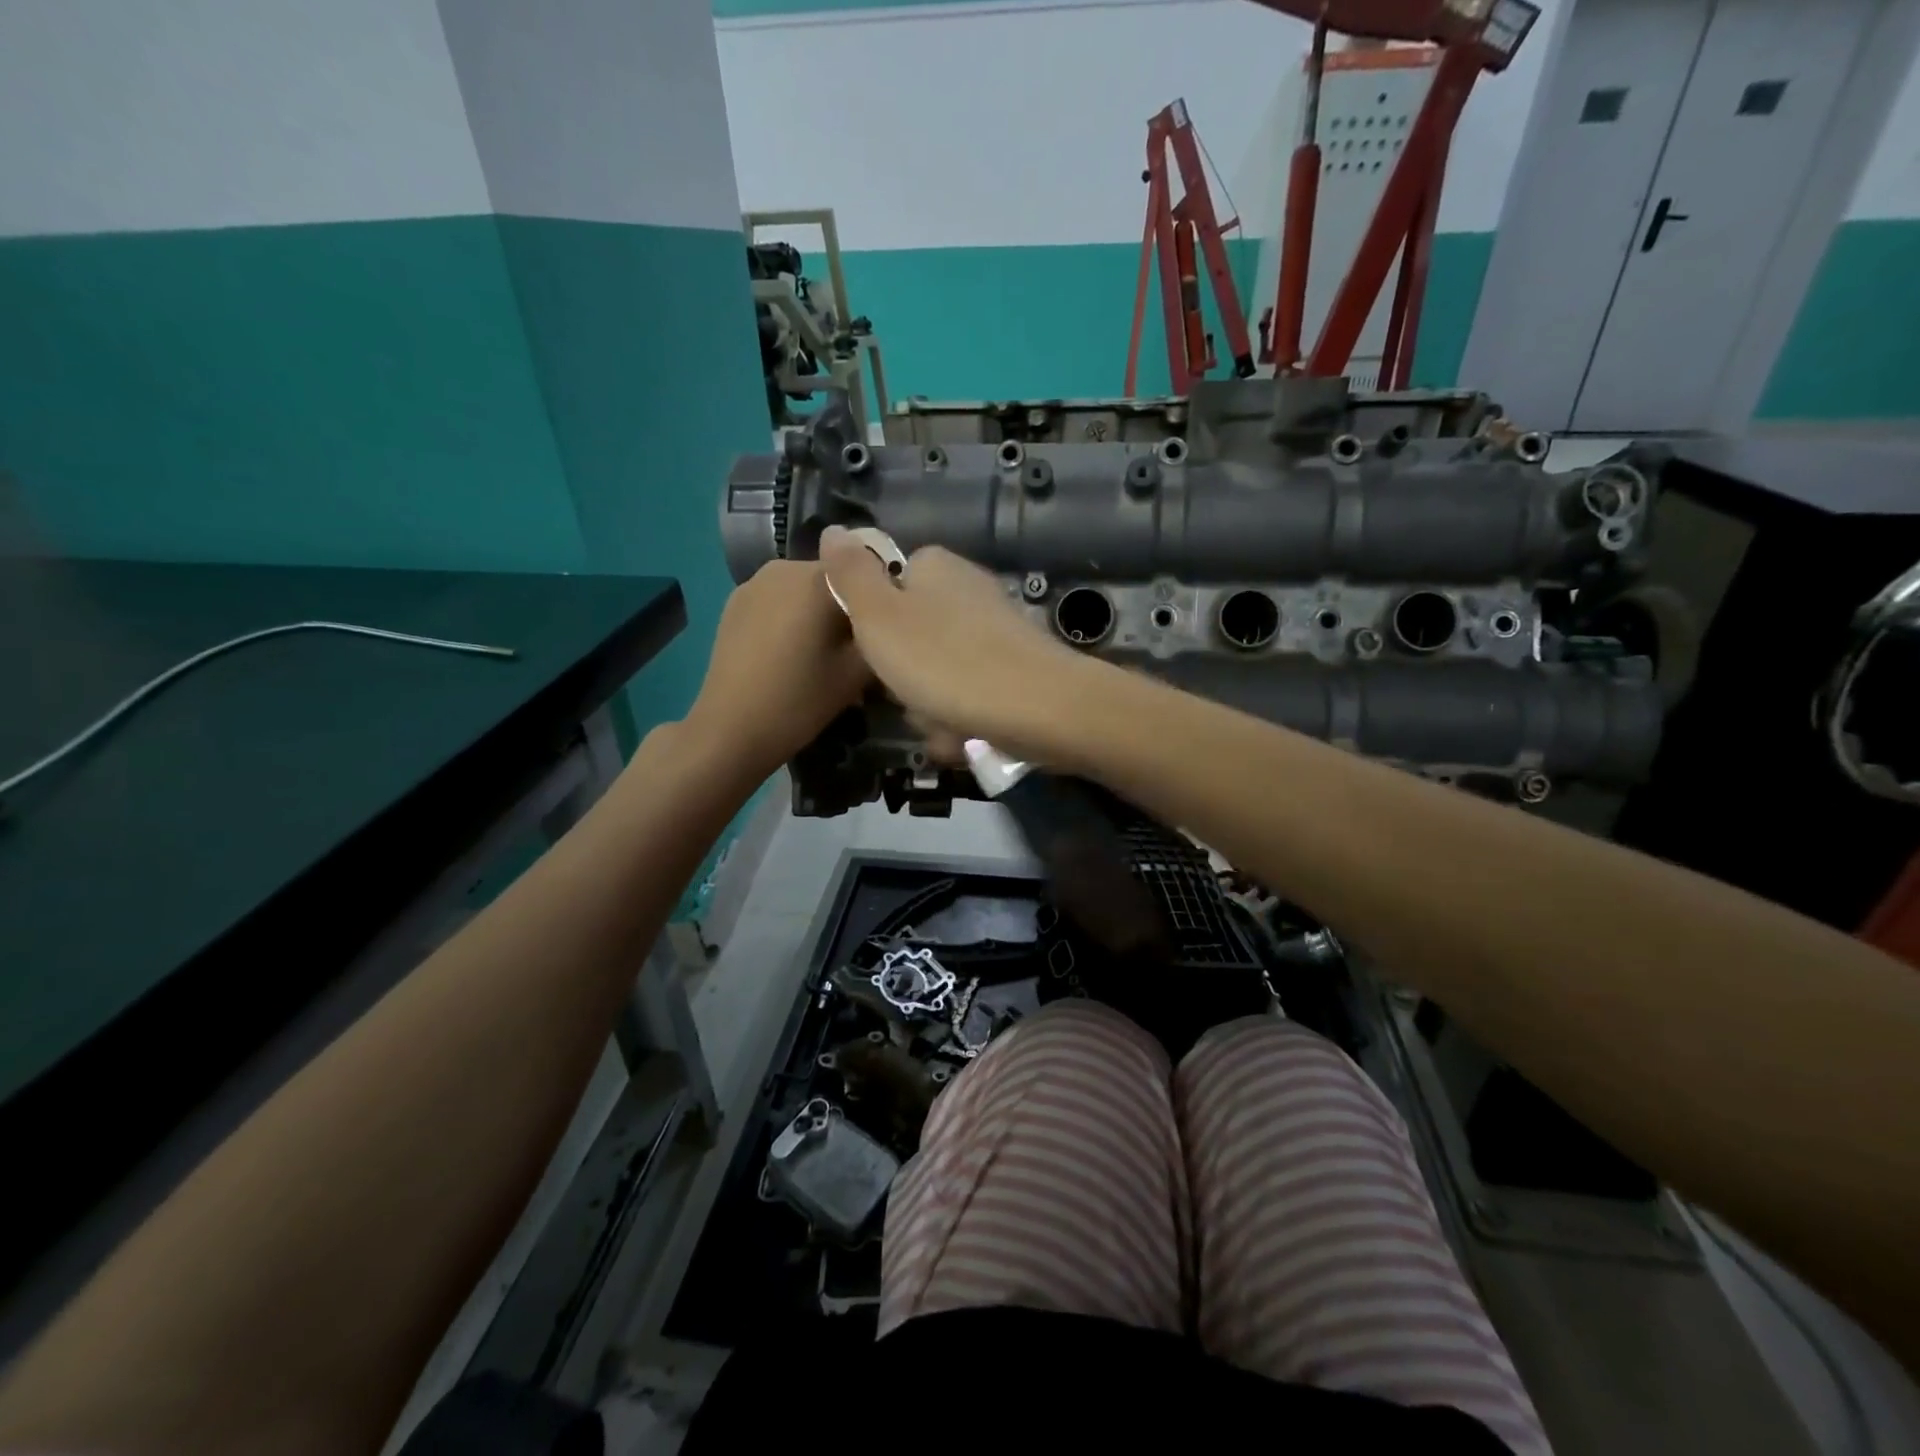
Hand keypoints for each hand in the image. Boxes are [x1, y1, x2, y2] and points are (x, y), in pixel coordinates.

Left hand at [683, 558, 870, 780]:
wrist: (730, 730)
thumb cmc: (800, 701)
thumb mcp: (858, 673)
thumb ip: (881, 632)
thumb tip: (890, 618)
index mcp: (819, 577)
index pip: (868, 570)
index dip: (881, 599)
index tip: (885, 632)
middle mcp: (786, 566)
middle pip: (834, 577)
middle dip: (848, 604)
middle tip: (858, 647)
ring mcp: (755, 581)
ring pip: (805, 588)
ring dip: (820, 610)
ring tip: (825, 651)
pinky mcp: (735, 601)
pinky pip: (779, 599)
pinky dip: (793, 616)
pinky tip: (793, 652)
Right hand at [819, 526, 1090, 761]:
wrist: (1040, 708)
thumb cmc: (946, 661)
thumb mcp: (879, 617)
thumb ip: (851, 575)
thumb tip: (833, 529)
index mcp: (935, 568)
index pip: (889, 587)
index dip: (875, 625)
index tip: (876, 653)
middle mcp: (969, 591)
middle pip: (913, 639)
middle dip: (906, 678)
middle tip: (911, 696)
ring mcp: (997, 631)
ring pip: (940, 676)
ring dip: (933, 708)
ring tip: (944, 723)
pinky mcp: (1017, 670)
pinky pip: (972, 697)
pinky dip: (965, 720)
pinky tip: (969, 737)